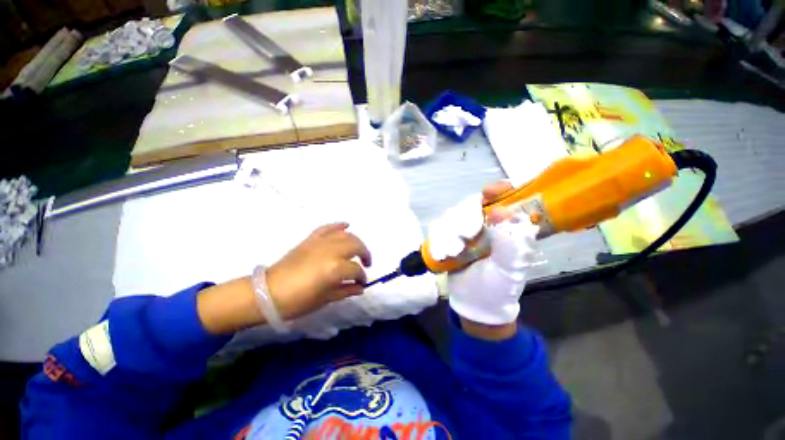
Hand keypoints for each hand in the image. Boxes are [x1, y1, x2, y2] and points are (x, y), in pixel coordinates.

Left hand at [266, 223, 371, 320]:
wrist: (267, 293)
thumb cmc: (297, 301)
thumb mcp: (325, 299)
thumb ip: (346, 290)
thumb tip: (361, 288)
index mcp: (335, 268)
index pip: (356, 269)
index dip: (362, 277)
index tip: (362, 282)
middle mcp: (330, 251)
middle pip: (355, 245)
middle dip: (364, 253)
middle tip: (365, 263)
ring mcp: (319, 242)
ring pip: (345, 235)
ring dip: (355, 241)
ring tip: (358, 250)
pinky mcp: (310, 239)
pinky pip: (327, 228)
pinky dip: (338, 225)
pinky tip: (346, 225)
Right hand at [443, 182, 539, 330]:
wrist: (473, 303)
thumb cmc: (497, 288)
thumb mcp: (509, 268)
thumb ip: (510, 242)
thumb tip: (500, 212)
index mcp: (508, 228)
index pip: (505, 198)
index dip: (498, 190)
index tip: (488, 193)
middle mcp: (487, 224)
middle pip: (472, 203)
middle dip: (465, 218)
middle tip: (464, 237)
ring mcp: (466, 230)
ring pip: (453, 214)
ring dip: (450, 232)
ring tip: (453, 252)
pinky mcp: (450, 237)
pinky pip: (440, 227)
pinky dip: (439, 239)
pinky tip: (443, 254)